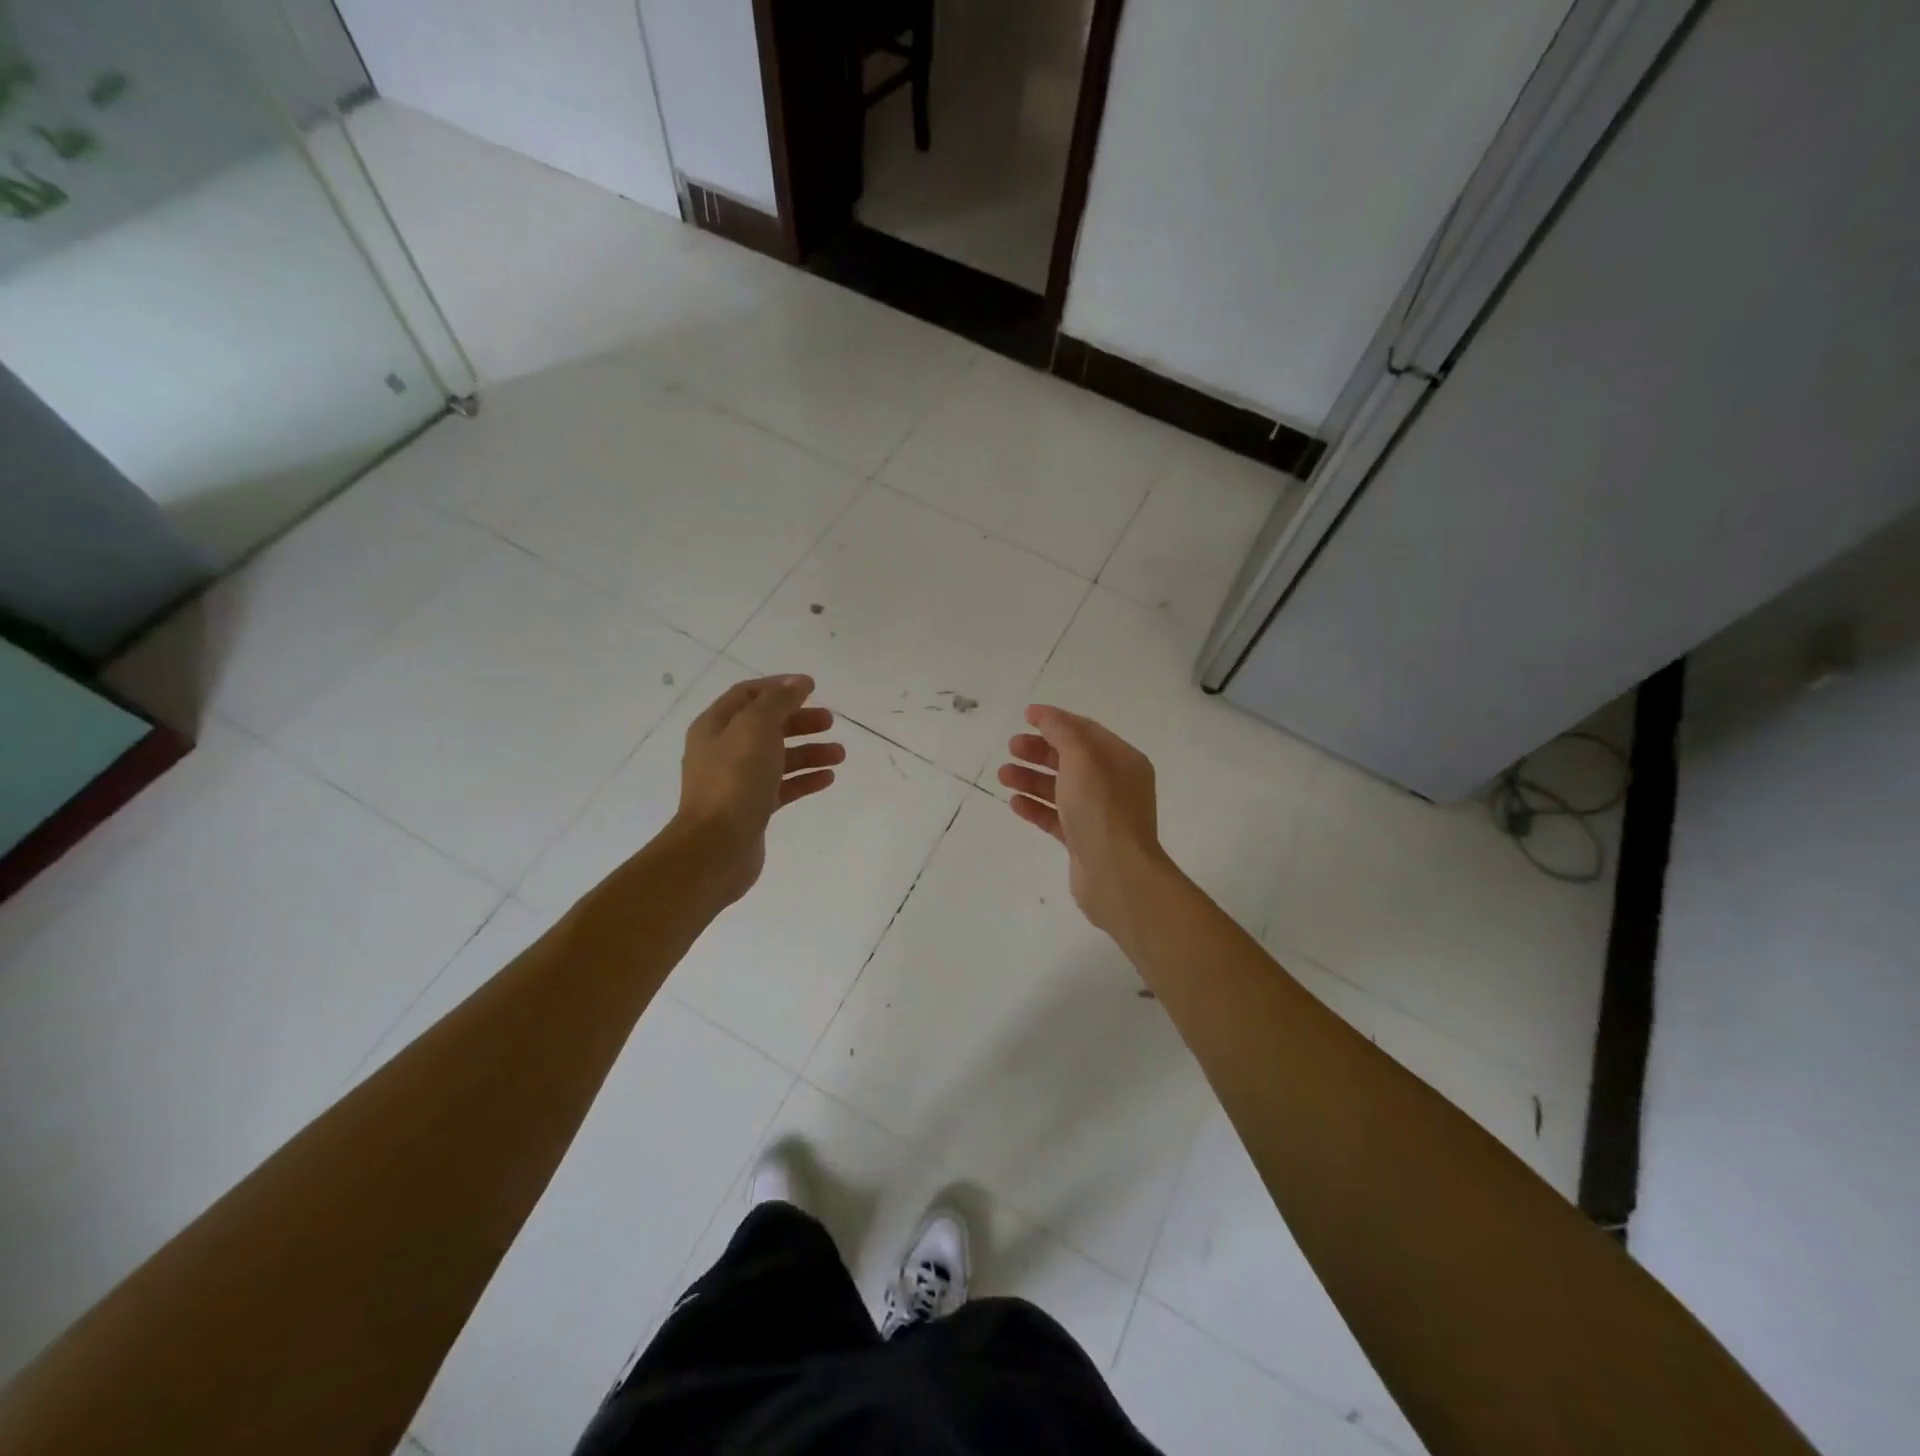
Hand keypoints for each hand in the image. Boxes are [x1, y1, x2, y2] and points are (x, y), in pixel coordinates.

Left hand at [676, 675, 843, 904]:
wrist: (717, 846)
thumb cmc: (735, 779)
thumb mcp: (756, 727)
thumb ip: (778, 701)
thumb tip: (798, 683)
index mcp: (716, 726)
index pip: (748, 694)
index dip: (779, 687)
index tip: (812, 688)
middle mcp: (723, 751)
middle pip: (766, 726)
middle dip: (799, 721)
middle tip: (830, 721)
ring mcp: (736, 782)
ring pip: (778, 757)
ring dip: (809, 751)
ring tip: (839, 754)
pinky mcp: (751, 809)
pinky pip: (782, 787)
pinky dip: (805, 779)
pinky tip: (828, 778)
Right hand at [998, 705, 1167, 935]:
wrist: (1116, 873)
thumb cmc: (1101, 809)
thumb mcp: (1082, 760)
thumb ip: (1062, 734)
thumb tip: (1047, 717)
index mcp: (1122, 760)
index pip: (1086, 731)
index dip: (1055, 720)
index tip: (1025, 715)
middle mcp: (1115, 784)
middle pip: (1071, 759)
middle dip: (1040, 751)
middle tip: (1011, 747)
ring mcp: (1100, 814)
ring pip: (1061, 789)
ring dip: (1031, 779)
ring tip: (1003, 775)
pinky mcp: (1084, 840)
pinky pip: (1057, 817)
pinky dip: (1036, 807)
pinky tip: (1015, 803)